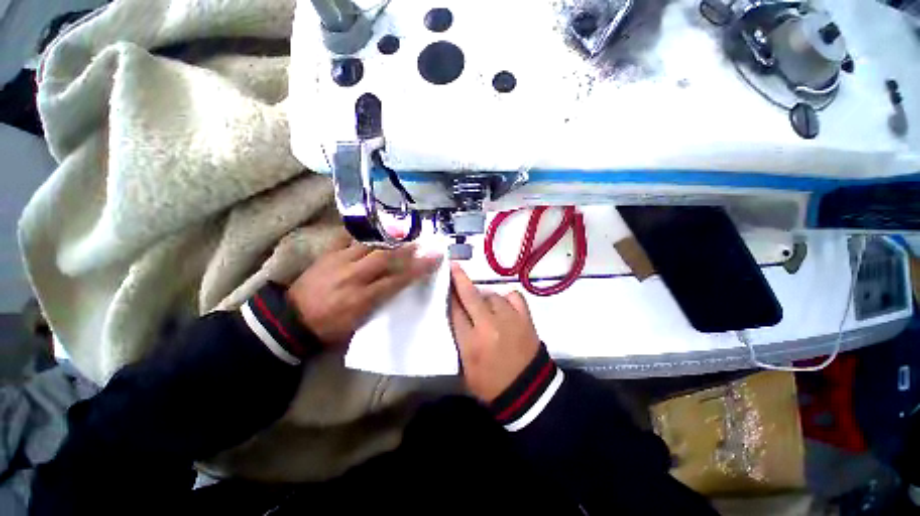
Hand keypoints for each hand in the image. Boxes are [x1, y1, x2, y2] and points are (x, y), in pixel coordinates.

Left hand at [287, 232, 440, 348]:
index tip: (434, 258)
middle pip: (385, 258)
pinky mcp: (327, 254)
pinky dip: (362, 234)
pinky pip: (346, 238)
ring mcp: (338, 262)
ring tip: (403, 233)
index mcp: (362, 299)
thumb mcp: (359, 324)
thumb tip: (400, 285)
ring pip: (369, 245)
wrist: (292, 320)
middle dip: (407, 249)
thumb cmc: (330, 327)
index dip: (418, 269)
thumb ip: (381, 303)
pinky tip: (372, 230)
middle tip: (422, 242)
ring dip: (389, 239)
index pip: (397, 280)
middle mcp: (353, 277)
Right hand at [449, 262, 540, 402]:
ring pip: (492, 295)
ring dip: (486, 297)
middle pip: (470, 296)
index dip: (449, 295)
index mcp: (470, 342)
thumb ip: (460, 340)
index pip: (455, 311)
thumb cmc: (492, 384)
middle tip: (454, 267)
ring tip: (486, 306)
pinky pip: (514, 297)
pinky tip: (505, 304)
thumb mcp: (466, 368)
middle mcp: (488, 326)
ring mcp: (508, 319)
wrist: (528, 391)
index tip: (446, 282)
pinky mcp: (525, 317)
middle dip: (459, 279)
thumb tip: (457, 316)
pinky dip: (507, 298)